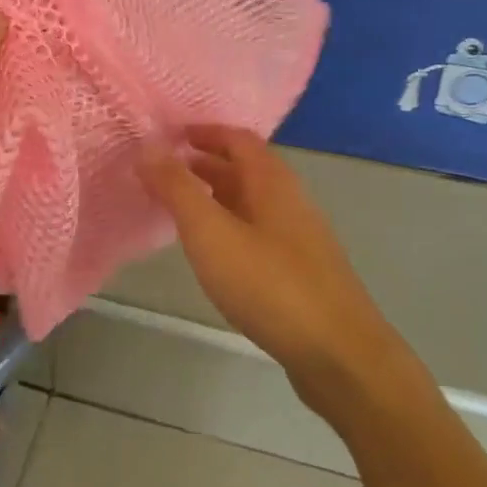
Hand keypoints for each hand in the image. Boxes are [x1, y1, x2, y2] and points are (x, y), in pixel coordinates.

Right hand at [139, 128, 387, 400]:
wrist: (338, 355)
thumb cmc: (269, 285)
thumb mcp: (211, 233)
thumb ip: (177, 188)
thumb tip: (148, 145)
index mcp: (272, 183)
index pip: (238, 138)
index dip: (204, 132)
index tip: (168, 136)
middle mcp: (290, 201)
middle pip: (246, 169)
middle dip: (205, 164)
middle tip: (164, 172)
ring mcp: (300, 238)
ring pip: (252, 202)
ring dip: (217, 196)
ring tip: (180, 208)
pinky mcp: (301, 272)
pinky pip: (258, 232)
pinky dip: (230, 226)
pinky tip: (214, 253)